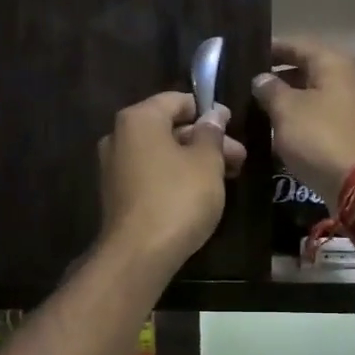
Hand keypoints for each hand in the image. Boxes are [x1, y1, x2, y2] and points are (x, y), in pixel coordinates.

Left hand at [97, 92, 246, 270]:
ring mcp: (114, 167)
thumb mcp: (206, 162)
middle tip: (239, 157)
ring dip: (194, 160)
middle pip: (169, 128)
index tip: (233, 127)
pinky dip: (175, 177)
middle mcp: (119, 136)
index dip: (208, 111)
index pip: (177, 100)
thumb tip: (214, 115)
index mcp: (138, 119)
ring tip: (227, 177)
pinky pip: (151, 174)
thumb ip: (212, 134)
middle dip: (206, 140)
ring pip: (162, 153)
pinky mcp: (117, 194)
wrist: (138, 254)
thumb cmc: (178, 198)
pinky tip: (201, 193)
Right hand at [251, 37, 354, 207]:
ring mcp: (350, 108)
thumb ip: (271, 90)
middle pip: (306, 70)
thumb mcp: (287, 110)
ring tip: (255, 108)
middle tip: (245, 85)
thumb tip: (261, 78)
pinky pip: (317, 119)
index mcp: (333, 63)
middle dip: (277, 77)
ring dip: (286, 102)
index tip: (246, 55)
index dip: (271, 49)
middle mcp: (346, 79)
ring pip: (311, 97)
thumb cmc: (321, 137)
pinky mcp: (348, 134)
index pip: (296, 45)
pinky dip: (297, 122)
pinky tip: (276, 131)